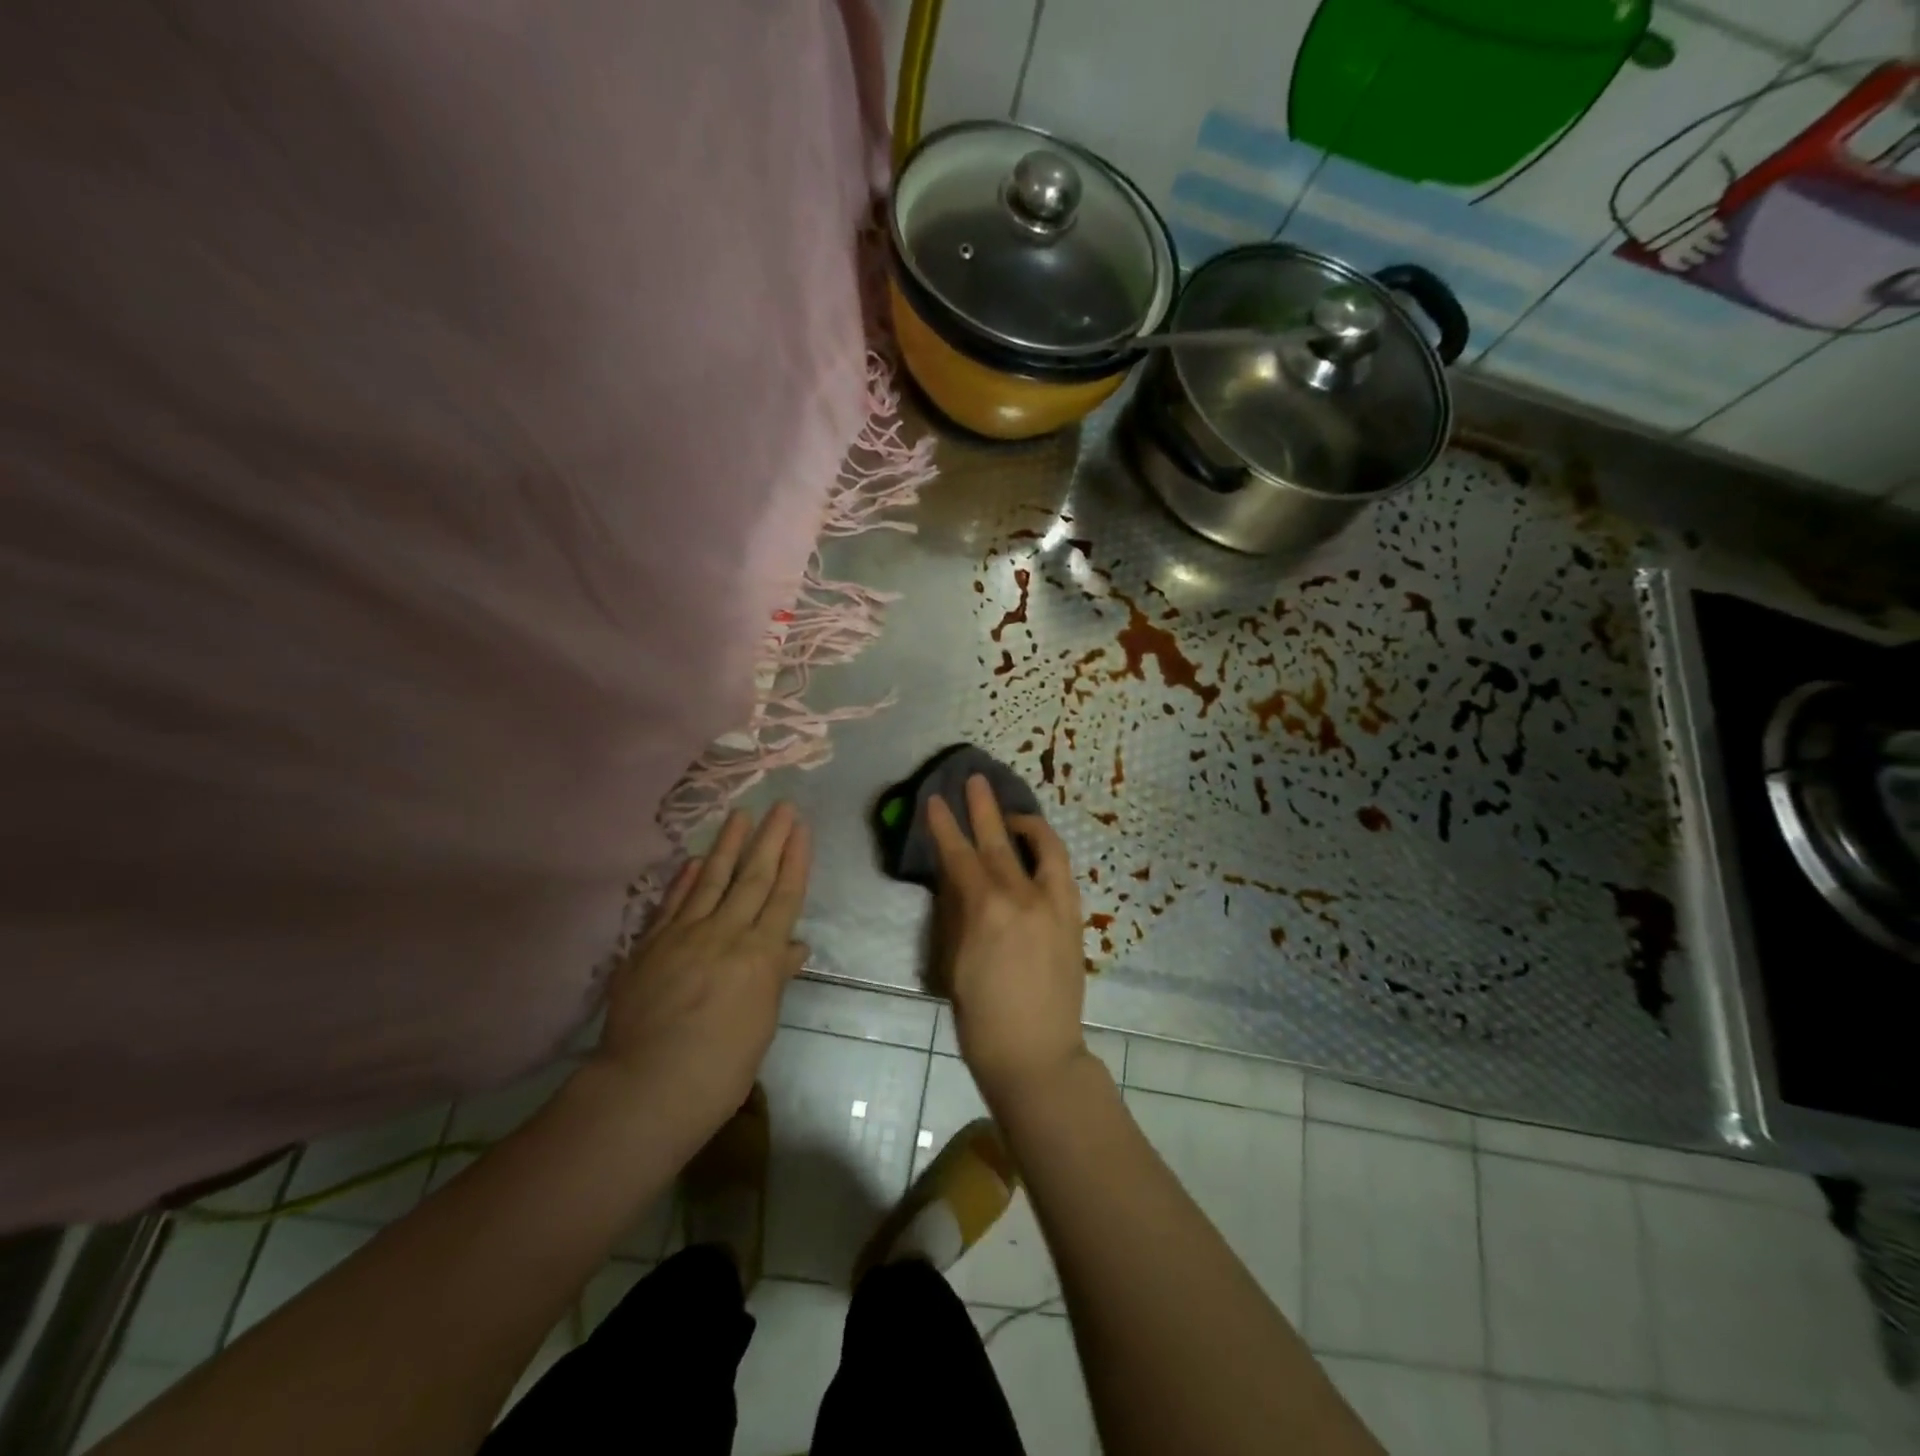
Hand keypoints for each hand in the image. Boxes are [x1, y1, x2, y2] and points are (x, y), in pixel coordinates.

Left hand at [592, 804, 810, 1141]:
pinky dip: (683, 879)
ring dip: (728, 845)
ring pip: (711, 880)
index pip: (784, 896)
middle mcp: (726, 934)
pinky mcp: (650, 945)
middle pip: (753, 878)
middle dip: (771, 839)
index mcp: (760, 955)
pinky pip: (672, 903)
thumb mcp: (761, 1025)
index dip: (795, 860)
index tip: (801, 828)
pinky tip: (692, 859)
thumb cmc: (720, 1068)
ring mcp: (684, 935)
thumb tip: (794, 946)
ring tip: (741, 815)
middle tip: (782, 805)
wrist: (648, 1086)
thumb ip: (774, 978)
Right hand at [927, 775, 1089, 1109]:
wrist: (1038, 1055)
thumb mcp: (954, 965)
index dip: (944, 826)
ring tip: (1010, 812)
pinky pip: (1061, 871)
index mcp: (986, 912)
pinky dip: (1047, 851)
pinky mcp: (1073, 918)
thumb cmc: (982, 1019)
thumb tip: (955, 879)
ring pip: (1042, 847)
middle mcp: (1023, 898)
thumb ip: (956, 914)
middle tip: (973, 779)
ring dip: (1024, 823)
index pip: (960, 856)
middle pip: (998, 841)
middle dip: (983, 807)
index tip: (934, 799)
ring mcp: (1054, 905)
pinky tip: (1035, 848)